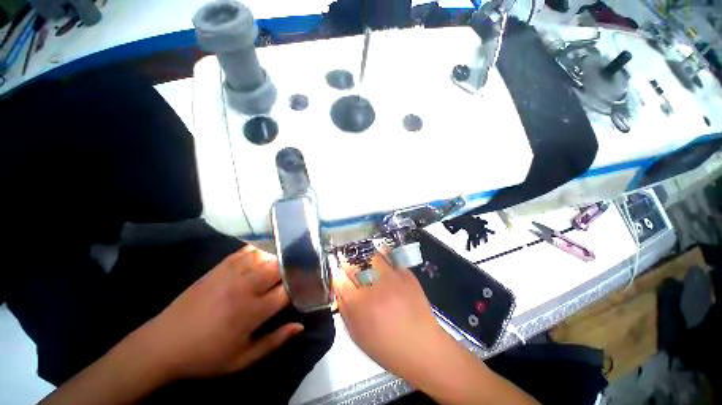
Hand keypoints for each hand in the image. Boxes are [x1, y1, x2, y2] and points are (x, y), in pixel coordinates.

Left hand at [134, 245, 302, 379]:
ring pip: (265, 255)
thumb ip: (274, 341)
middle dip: (293, 267)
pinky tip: (266, 252)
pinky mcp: (220, 267)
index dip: (301, 286)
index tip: (308, 284)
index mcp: (252, 312)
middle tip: (301, 269)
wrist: (163, 344)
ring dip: (279, 256)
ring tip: (288, 259)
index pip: (287, 291)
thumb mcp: (242, 359)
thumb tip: (300, 326)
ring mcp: (232, 273)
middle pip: (279, 267)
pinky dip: (261, 249)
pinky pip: (247, 251)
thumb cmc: (206, 355)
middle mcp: (245, 287)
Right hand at [334, 249, 539, 404]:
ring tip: (361, 255)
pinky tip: (379, 254)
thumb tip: (338, 288)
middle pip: (354, 264)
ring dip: (363, 254)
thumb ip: (344, 309)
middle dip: (347, 261)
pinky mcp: (406, 274)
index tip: (336, 270)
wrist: (423, 347)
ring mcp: (392, 278)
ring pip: (372, 256)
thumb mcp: (357, 335)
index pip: (340, 279)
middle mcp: (375, 286)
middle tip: (346, 260)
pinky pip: (391, 257)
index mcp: (360, 305)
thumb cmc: (387, 347)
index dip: (336, 272)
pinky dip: (383, 254)